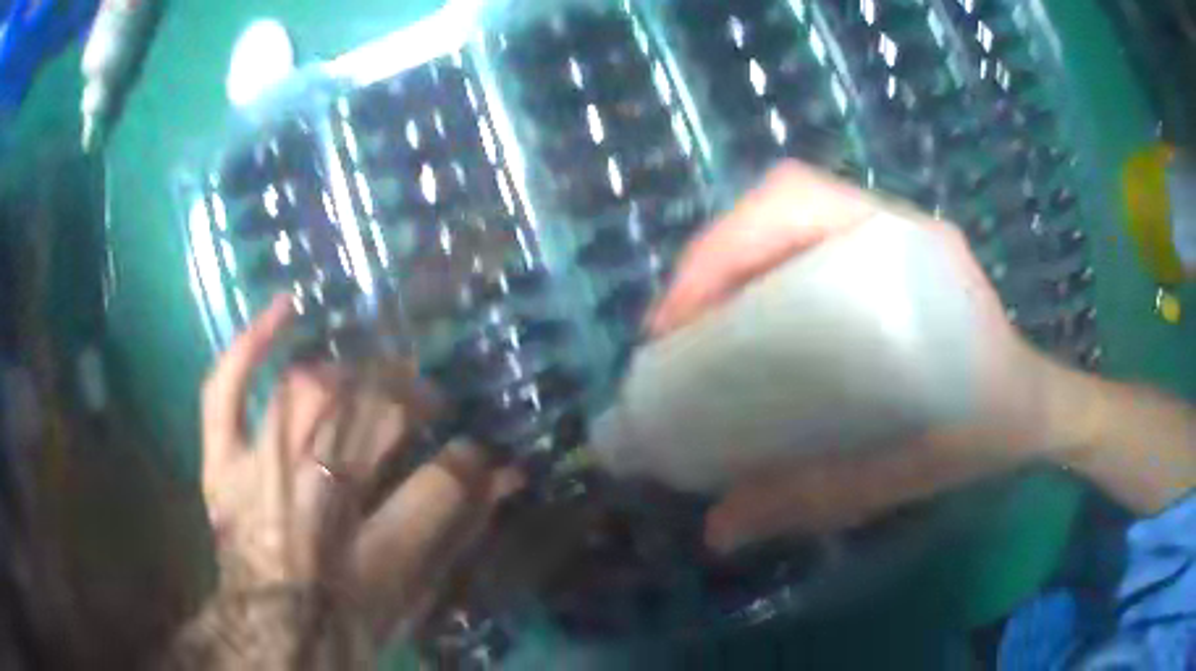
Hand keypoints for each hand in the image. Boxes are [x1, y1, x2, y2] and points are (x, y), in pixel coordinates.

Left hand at [200, 296, 521, 641]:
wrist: (270, 639)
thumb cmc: (350, 625)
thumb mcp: (417, 596)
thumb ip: (461, 535)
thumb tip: (507, 475)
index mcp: (369, 551)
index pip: (439, 480)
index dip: (468, 458)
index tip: (477, 451)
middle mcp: (311, 501)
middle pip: (371, 418)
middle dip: (411, 401)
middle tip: (424, 404)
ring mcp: (256, 473)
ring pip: (309, 389)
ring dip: (351, 377)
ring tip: (369, 381)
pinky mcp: (221, 464)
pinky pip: (225, 390)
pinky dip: (251, 345)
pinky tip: (286, 311)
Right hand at [648, 162, 1065, 552]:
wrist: (1034, 409)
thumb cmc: (989, 430)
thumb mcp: (910, 471)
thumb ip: (820, 498)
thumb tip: (716, 529)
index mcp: (914, 254)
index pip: (800, 203)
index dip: (724, 248)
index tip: (677, 323)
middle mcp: (897, 228)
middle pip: (782, 201)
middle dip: (712, 256)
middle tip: (674, 333)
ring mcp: (889, 236)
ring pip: (787, 218)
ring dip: (729, 262)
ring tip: (694, 330)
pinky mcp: (882, 258)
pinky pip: (804, 244)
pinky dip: (757, 273)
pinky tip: (744, 326)